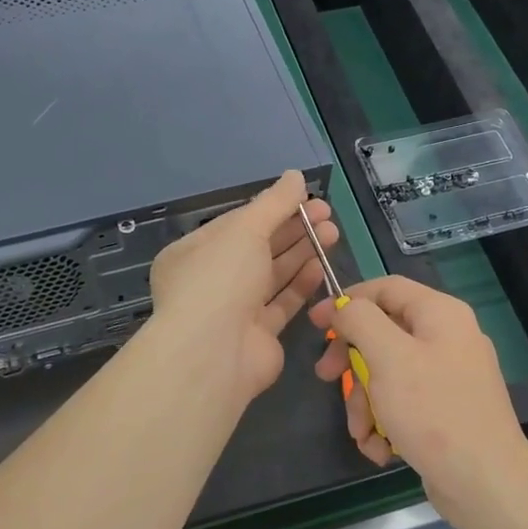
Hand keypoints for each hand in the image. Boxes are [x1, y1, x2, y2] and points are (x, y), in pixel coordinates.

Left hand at [147, 170, 337, 407]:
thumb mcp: (245, 229)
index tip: (306, 198)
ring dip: (301, 253)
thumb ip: (274, 202)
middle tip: (328, 215)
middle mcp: (211, 281)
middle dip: (293, 229)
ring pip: (272, 275)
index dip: (273, 208)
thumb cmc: (220, 279)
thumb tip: (295, 175)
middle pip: (258, 248)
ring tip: (333, 233)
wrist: (214, 353)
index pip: (237, 224)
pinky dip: (301, 284)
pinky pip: (282, 304)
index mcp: (194, 253)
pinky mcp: (258, 335)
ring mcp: (234, 310)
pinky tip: (321, 266)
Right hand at [309, 274, 527, 528]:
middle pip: (383, 334)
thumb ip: (361, 321)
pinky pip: (404, 403)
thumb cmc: (433, 412)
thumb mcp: (388, 358)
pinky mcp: (446, 411)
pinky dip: (386, 423)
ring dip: (366, 403)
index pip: (385, 289)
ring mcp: (448, 376)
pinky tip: (381, 448)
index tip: (316, 324)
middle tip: (326, 378)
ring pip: (388, 374)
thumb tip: (346, 307)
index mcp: (440, 314)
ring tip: (362, 433)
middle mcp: (447, 338)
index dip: (347, 301)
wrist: (485, 484)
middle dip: (352, 362)